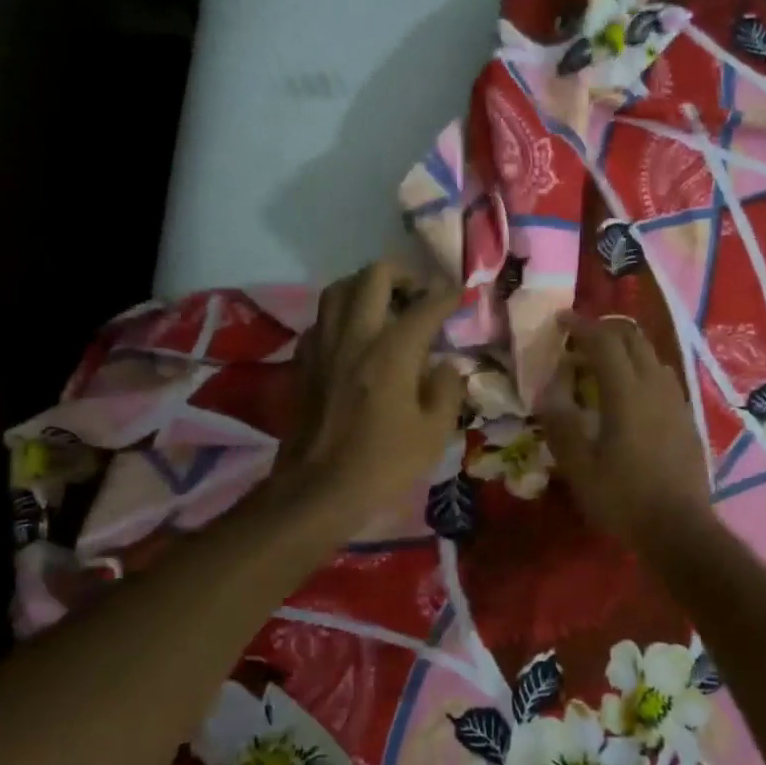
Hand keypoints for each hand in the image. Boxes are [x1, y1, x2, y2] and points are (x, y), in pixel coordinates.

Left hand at [270, 261, 465, 526]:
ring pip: (339, 289)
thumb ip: (446, 389)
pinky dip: (341, 315)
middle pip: (374, 277)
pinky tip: (354, 335)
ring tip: (386, 304)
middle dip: (404, 274)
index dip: (448, 294)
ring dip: (366, 286)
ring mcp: (323, 345)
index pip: (425, 306)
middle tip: (420, 293)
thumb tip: (443, 365)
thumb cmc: (383, 464)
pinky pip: (321, 319)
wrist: (318, 490)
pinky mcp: (303, 362)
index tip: (461, 292)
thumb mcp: (434, 433)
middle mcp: (355, 336)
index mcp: (392, 352)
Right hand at [538, 314, 712, 549]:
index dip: (581, 326)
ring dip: (624, 349)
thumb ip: (560, 424)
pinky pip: (661, 376)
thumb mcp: (580, 467)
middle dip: (604, 330)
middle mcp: (655, 385)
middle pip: (632, 338)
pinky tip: (628, 394)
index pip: (604, 341)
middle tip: (578, 341)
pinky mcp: (686, 416)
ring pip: (650, 355)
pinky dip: (640, 369)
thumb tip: (548, 392)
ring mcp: (676, 400)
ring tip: (600, 366)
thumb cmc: (624, 499)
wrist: (680, 529)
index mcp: (627, 392)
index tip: (560, 321)